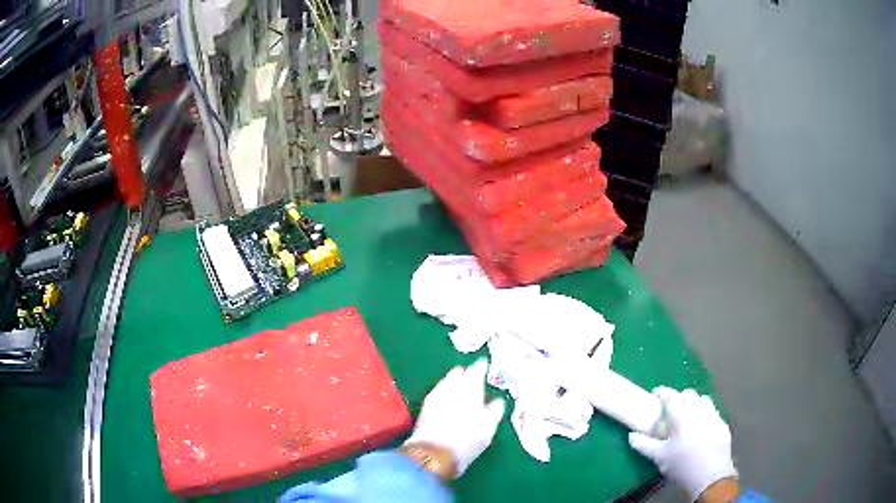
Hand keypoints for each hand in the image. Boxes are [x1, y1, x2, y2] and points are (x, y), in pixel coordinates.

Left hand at [404, 359, 506, 476]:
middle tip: (474, 381)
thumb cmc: (465, 444)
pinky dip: (445, 392)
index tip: (486, 367)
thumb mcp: (488, 431)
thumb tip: (497, 401)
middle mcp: (451, 388)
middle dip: (466, 374)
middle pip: (458, 372)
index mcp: (470, 391)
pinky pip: (438, 391)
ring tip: (462, 392)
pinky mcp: (425, 405)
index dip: (482, 367)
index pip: (476, 370)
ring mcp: (435, 395)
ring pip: (446, 381)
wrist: (432, 456)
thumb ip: (494, 412)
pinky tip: (449, 402)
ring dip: (454, 382)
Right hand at [628, 387, 737, 500]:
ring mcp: (714, 416)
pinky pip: (713, 412)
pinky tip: (701, 429)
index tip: (655, 394)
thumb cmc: (682, 465)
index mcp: (682, 415)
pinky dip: (705, 415)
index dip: (662, 392)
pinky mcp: (723, 424)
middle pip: (689, 394)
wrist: (710, 476)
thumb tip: (631, 436)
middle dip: (679, 397)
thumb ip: (644, 445)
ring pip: (703, 400)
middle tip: (671, 410)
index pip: (671, 396)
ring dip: (694, 404)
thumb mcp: (659, 457)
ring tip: (688, 417)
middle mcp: (699, 410)